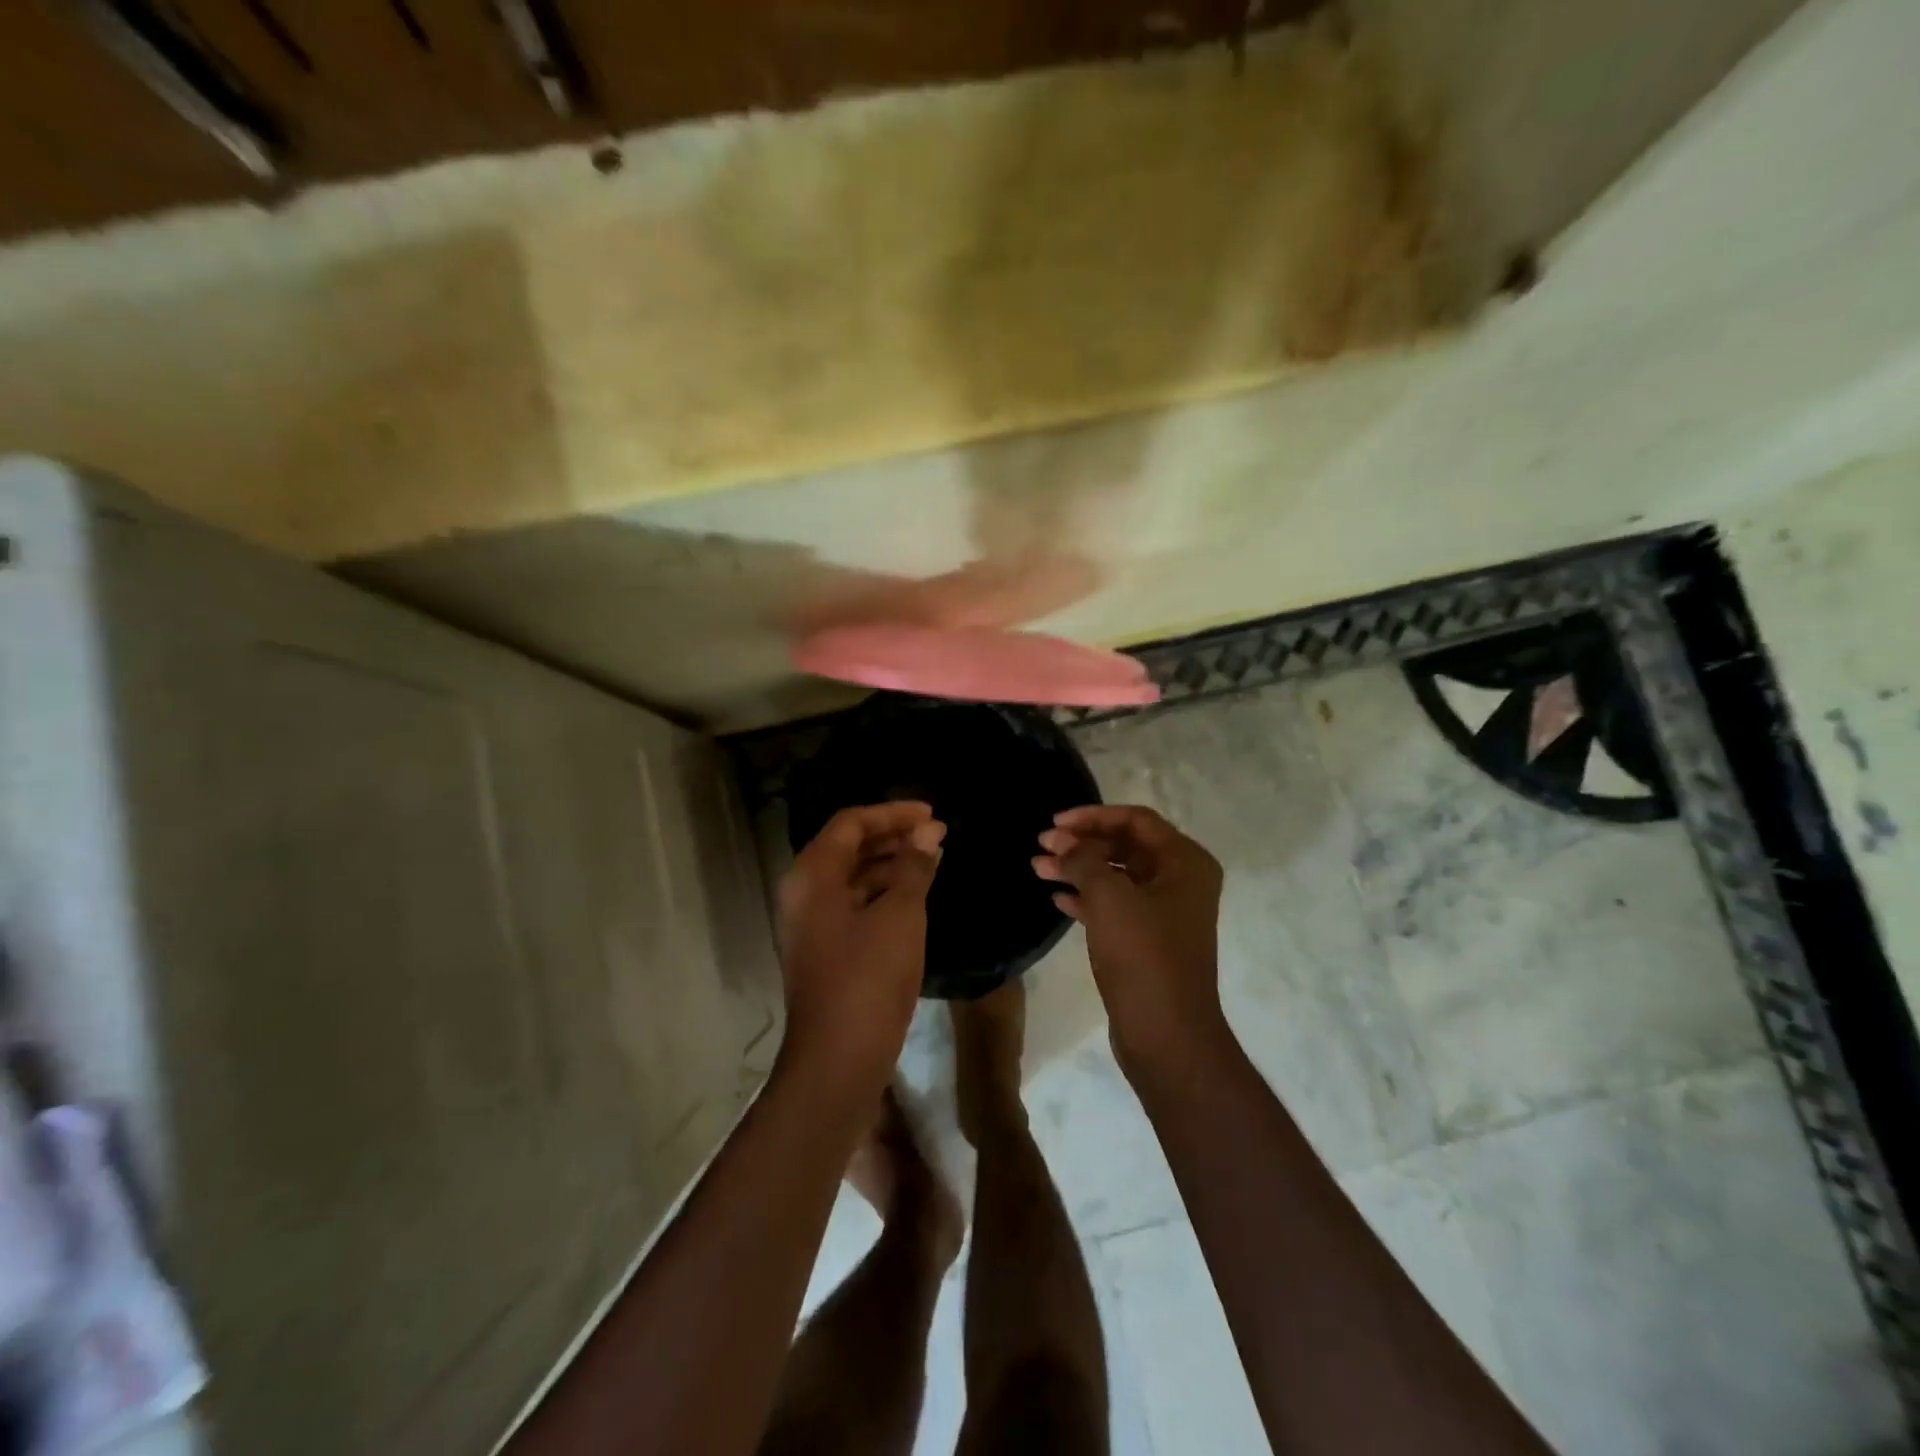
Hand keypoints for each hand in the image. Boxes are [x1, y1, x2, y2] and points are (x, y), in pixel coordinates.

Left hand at [777, 802, 945, 1083]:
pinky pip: (852, 902)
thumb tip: (928, 832)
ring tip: (931, 859)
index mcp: (814, 874)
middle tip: (935, 834)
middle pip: (847, 846)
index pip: (851, 823)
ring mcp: (811, 922)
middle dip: (892, 835)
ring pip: (851, 876)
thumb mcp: (900, 914)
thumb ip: (914, 867)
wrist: (839, 1057)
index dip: (892, 813)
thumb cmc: (869, 977)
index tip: (932, 814)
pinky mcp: (824, 947)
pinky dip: (882, 891)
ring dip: (889, 863)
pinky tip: (914, 895)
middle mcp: (804, 891)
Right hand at [1033, 805, 1224, 1074]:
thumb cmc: (1143, 955)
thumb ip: (1083, 859)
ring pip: (1117, 877)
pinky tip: (1057, 899)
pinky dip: (1087, 898)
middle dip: (1082, 843)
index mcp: (1185, 861)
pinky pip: (1115, 906)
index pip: (1135, 820)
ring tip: (1038, 868)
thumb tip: (1063, 842)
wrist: (1166, 1034)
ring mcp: (1166, 913)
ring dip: (1078, 870)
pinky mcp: (1149, 940)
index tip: (1054, 823)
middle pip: (1125, 846)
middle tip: (1042, 845)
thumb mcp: (1109, 897)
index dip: (1092, 817)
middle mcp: (1181, 881)